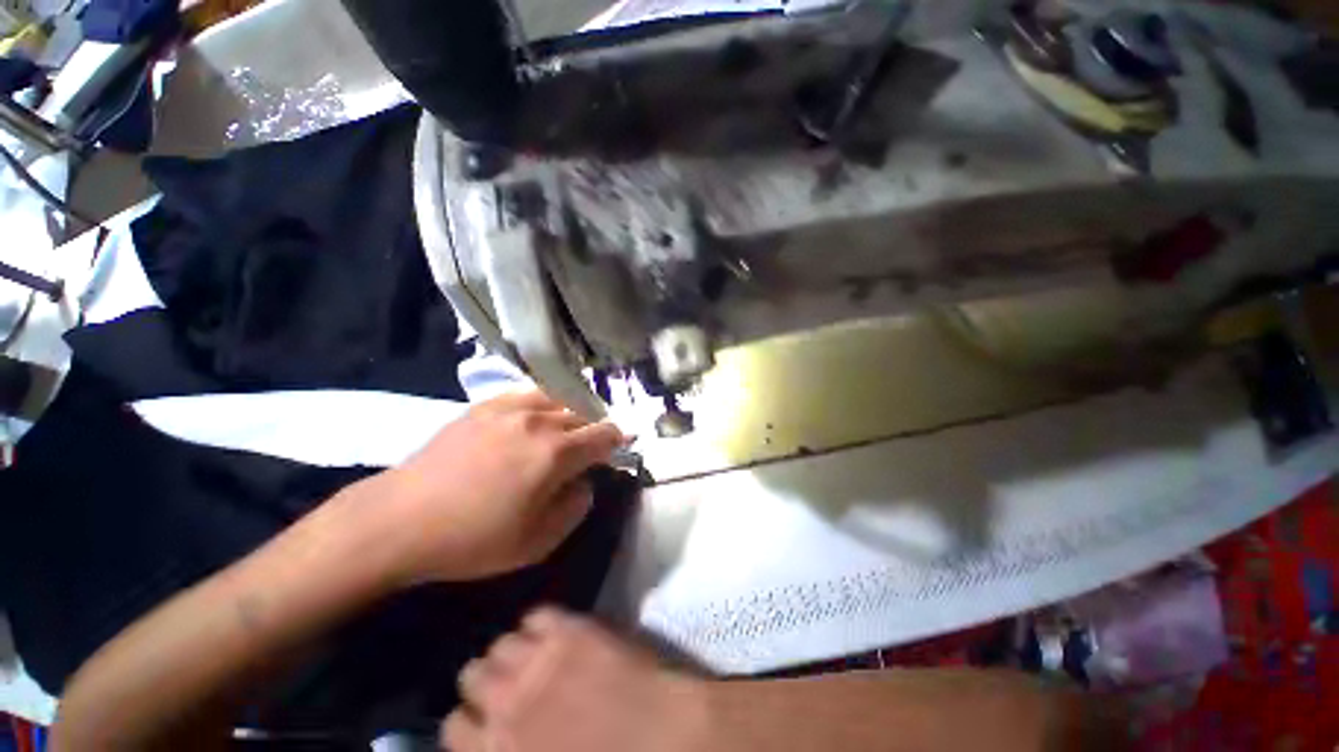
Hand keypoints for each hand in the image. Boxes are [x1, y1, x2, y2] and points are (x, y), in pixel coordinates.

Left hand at [347, 391, 625, 583]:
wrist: (399, 520)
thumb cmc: (473, 539)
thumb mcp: (538, 542)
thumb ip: (576, 506)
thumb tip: (585, 481)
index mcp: (557, 453)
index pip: (605, 434)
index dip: (619, 440)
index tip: (621, 448)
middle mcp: (540, 421)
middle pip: (584, 414)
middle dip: (595, 430)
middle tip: (589, 449)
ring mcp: (510, 408)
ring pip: (559, 399)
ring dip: (571, 413)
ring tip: (566, 430)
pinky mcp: (485, 406)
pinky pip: (528, 394)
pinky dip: (543, 403)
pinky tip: (535, 418)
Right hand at [443, 609, 708, 751]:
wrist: (666, 739)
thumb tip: (495, 741)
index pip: (453, 727)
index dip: (471, 722)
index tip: (487, 720)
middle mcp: (506, 703)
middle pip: (472, 674)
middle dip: (487, 682)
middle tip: (510, 685)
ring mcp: (540, 660)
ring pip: (501, 642)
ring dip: (511, 651)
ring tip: (531, 656)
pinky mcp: (571, 629)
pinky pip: (537, 614)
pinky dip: (540, 623)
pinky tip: (553, 633)